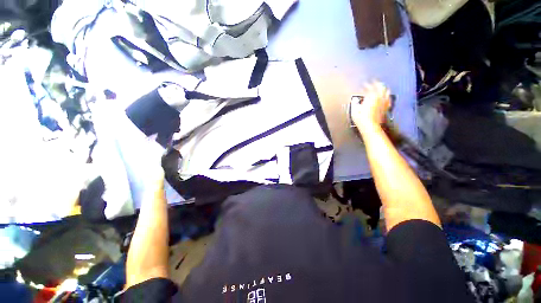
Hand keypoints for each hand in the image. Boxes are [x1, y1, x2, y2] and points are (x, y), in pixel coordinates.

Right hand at [351, 81, 390, 129]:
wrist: (370, 126)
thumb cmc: (361, 118)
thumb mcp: (355, 110)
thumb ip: (355, 103)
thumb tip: (355, 100)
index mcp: (372, 97)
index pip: (370, 88)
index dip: (367, 85)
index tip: (364, 85)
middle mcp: (379, 98)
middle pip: (381, 88)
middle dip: (377, 84)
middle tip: (374, 82)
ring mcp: (384, 103)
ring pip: (386, 92)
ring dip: (383, 89)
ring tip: (381, 88)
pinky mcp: (386, 109)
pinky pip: (388, 100)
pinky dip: (387, 97)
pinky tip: (386, 98)